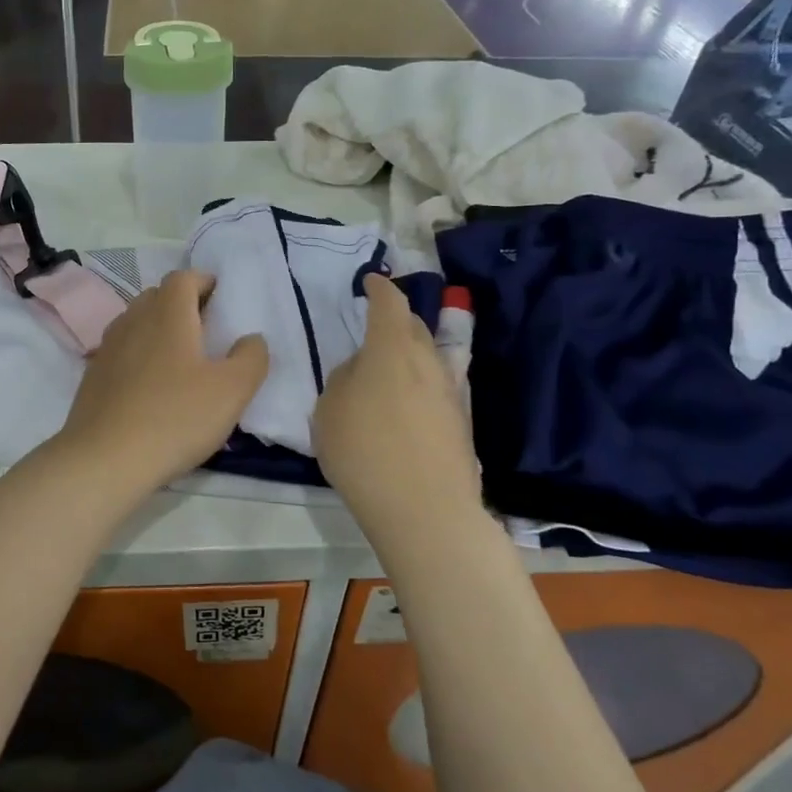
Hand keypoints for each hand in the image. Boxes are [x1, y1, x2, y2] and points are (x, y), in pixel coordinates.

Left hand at [52, 270, 268, 496]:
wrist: (105, 459)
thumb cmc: (175, 417)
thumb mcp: (232, 391)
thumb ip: (251, 357)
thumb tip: (251, 339)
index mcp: (168, 314)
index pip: (183, 278)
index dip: (204, 282)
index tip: (223, 301)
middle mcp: (133, 320)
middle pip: (158, 297)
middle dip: (183, 305)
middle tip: (207, 331)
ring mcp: (108, 348)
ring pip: (137, 323)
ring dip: (159, 330)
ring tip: (182, 360)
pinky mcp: (93, 376)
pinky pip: (122, 352)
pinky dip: (140, 356)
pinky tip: (152, 387)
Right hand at [313, 274, 481, 541]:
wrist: (425, 509)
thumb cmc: (364, 452)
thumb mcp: (329, 411)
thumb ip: (344, 379)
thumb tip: (363, 370)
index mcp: (391, 349)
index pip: (389, 303)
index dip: (380, 288)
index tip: (371, 281)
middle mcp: (427, 361)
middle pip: (415, 327)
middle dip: (396, 320)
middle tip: (375, 327)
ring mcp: (451, 391)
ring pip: (430, 357)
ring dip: (410, 354)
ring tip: (389, 369)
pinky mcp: (462, 421)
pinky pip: (437, 387)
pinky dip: (420, 385)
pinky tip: (406, 405)